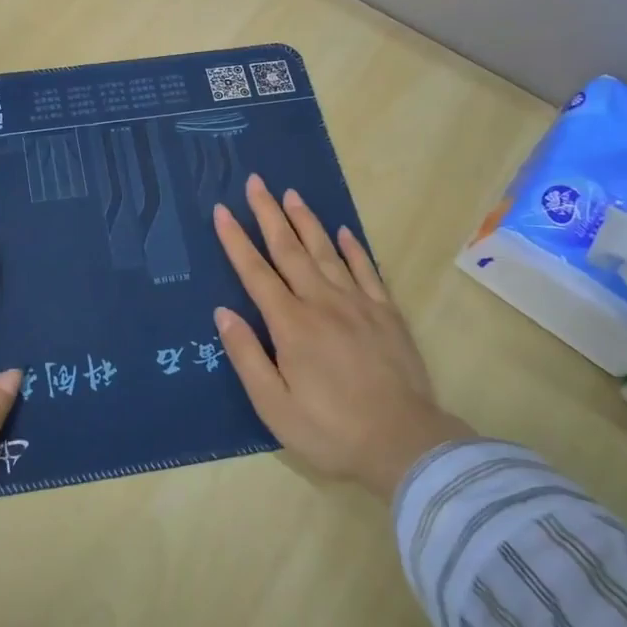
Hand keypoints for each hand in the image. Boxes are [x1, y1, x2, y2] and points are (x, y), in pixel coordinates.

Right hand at [212, 176, 473, 499]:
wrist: (405, 444)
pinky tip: (344, 231)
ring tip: (292, 193)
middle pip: (290, 249)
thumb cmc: (330, 430)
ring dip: (307, 221)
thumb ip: (247, 356)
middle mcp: (322, 303)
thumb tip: (222, 312)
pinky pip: (367, 270)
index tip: (221, 209)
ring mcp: (358, 304)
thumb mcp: (275, 406)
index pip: (255, 272)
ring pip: (327, 251)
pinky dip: (353, 248)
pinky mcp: (386, 313)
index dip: (236, 240)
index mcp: (291, 325)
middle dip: (269, 214)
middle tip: (256, 182)